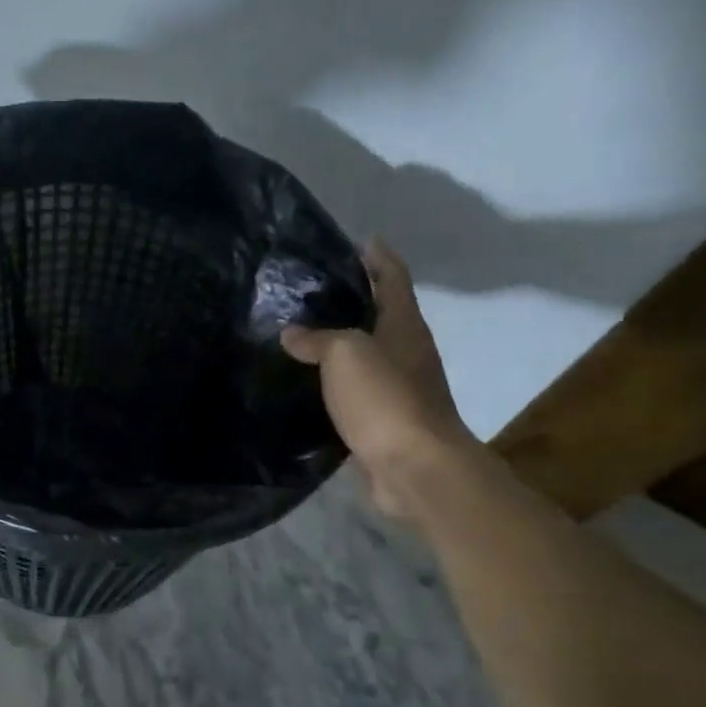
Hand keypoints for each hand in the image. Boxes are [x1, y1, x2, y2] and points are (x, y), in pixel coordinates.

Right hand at [282, 240, 475, 514]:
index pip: (393, 279)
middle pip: (383, 315)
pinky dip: (337, 382)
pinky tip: (311, 384)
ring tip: (305, 334)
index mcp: (404, 326)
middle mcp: (408, 352)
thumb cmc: (385, 398)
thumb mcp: (346, 355)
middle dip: (358, 299)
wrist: (413, 467)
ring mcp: (400, 388)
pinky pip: (357, 391)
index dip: (379, 257)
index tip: (361, 240)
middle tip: (316, 289)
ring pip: (368, 355)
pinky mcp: (385, 421)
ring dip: (344, 343)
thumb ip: (317, 339)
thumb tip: (292, 333)